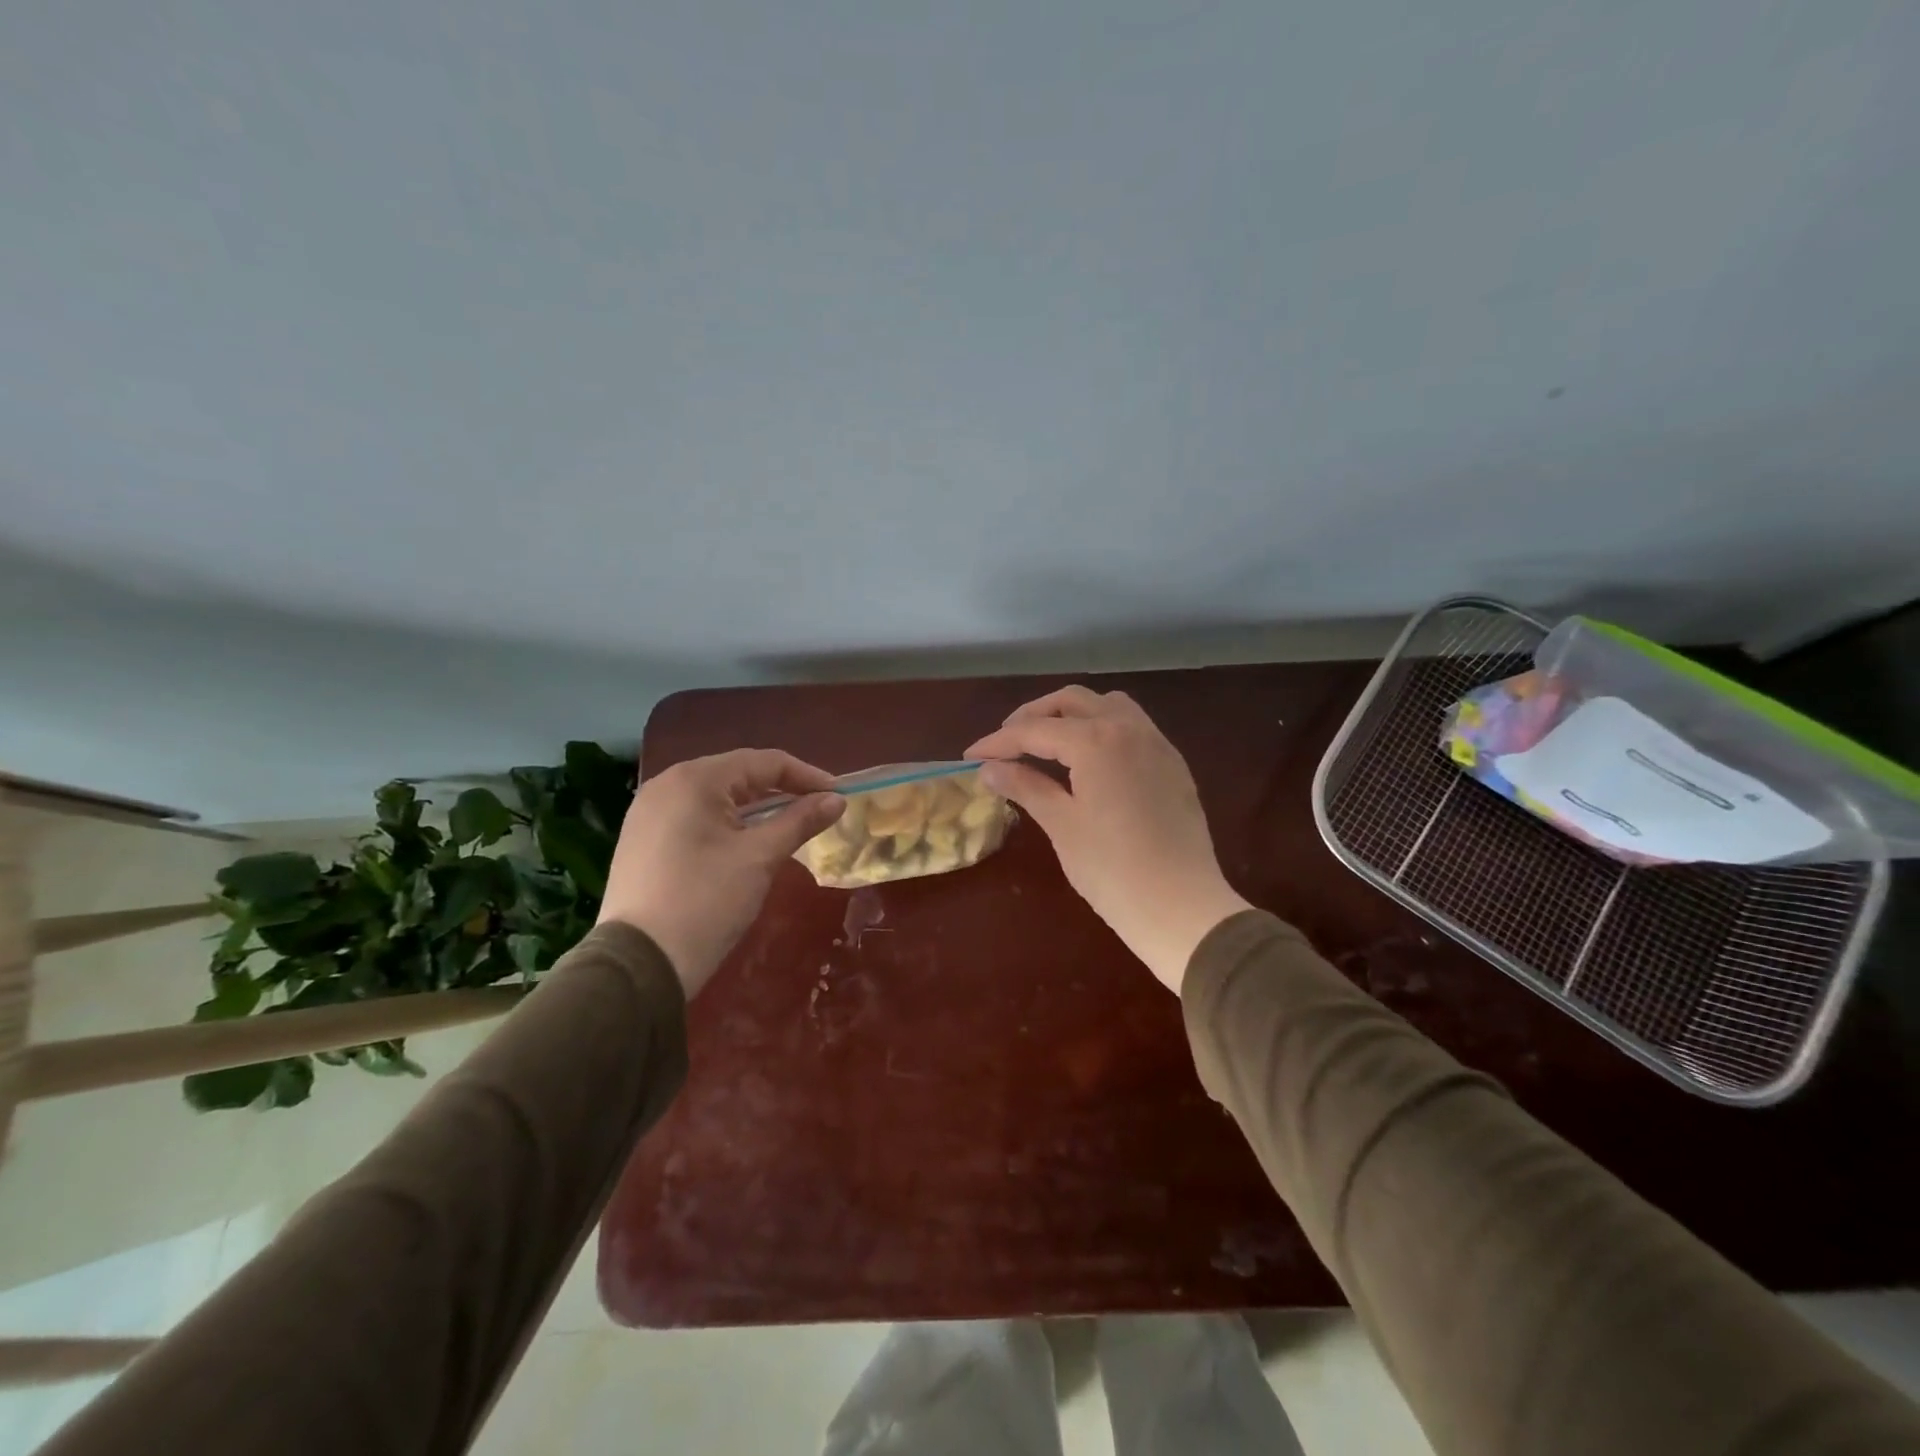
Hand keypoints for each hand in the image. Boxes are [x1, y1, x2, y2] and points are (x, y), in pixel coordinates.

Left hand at [596, 749, 844, 997]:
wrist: (640, 964)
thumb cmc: (706, 900)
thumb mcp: (760, 857)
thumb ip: (800, 821)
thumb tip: (837, 800)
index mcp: (695, 779)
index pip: (764, 762)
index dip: (807, 776)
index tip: (839, 795)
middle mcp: (667, 784)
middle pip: (738, 775)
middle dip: (782, 789)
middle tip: (818, 809)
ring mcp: (649, 812)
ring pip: (717, 797)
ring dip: (757, 808)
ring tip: (790, 824)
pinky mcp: (643, 839)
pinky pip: (697, 817)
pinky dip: (729, 823)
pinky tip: (749, 841)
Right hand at [966, 687, 1249, 992]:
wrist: (1182, 907)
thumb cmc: (1112, 870)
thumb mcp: (1062, 825)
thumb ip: (1026, 786)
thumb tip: (989, 768)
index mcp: (1096, 741)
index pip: (1035, 730)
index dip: (998, 742)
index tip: (971, 756)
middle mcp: (1129, 728)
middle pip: (1072, 701)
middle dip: (1034, 716)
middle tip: (1007, 743)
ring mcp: (1157, 744)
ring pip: (1108, 705)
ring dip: (1072, 714)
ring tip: (1048, 742)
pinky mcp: (1173, 764)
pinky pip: (1133, 726)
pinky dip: (1103, 727)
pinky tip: (1090, 759)